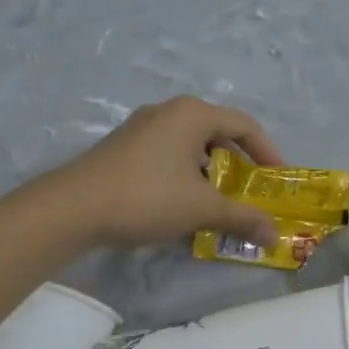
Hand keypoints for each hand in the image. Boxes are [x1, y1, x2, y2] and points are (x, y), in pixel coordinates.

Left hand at [43, 96, 286, 248]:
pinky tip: (185, 204)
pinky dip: (187, 175)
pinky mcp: (124, 147)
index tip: (277, 179)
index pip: (245, 125)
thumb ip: (243, 218)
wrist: (71, 209)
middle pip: (218, 134)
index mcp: (193, 114)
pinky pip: (169, 155)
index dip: (268, 152)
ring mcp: (142, 128)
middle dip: (239, 165)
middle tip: (252, 192)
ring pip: (192, 146)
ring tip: (221, 201)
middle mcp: (169, 112)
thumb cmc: (147, 196)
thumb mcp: (202, 209)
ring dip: (212, 173)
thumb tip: (274, 235)